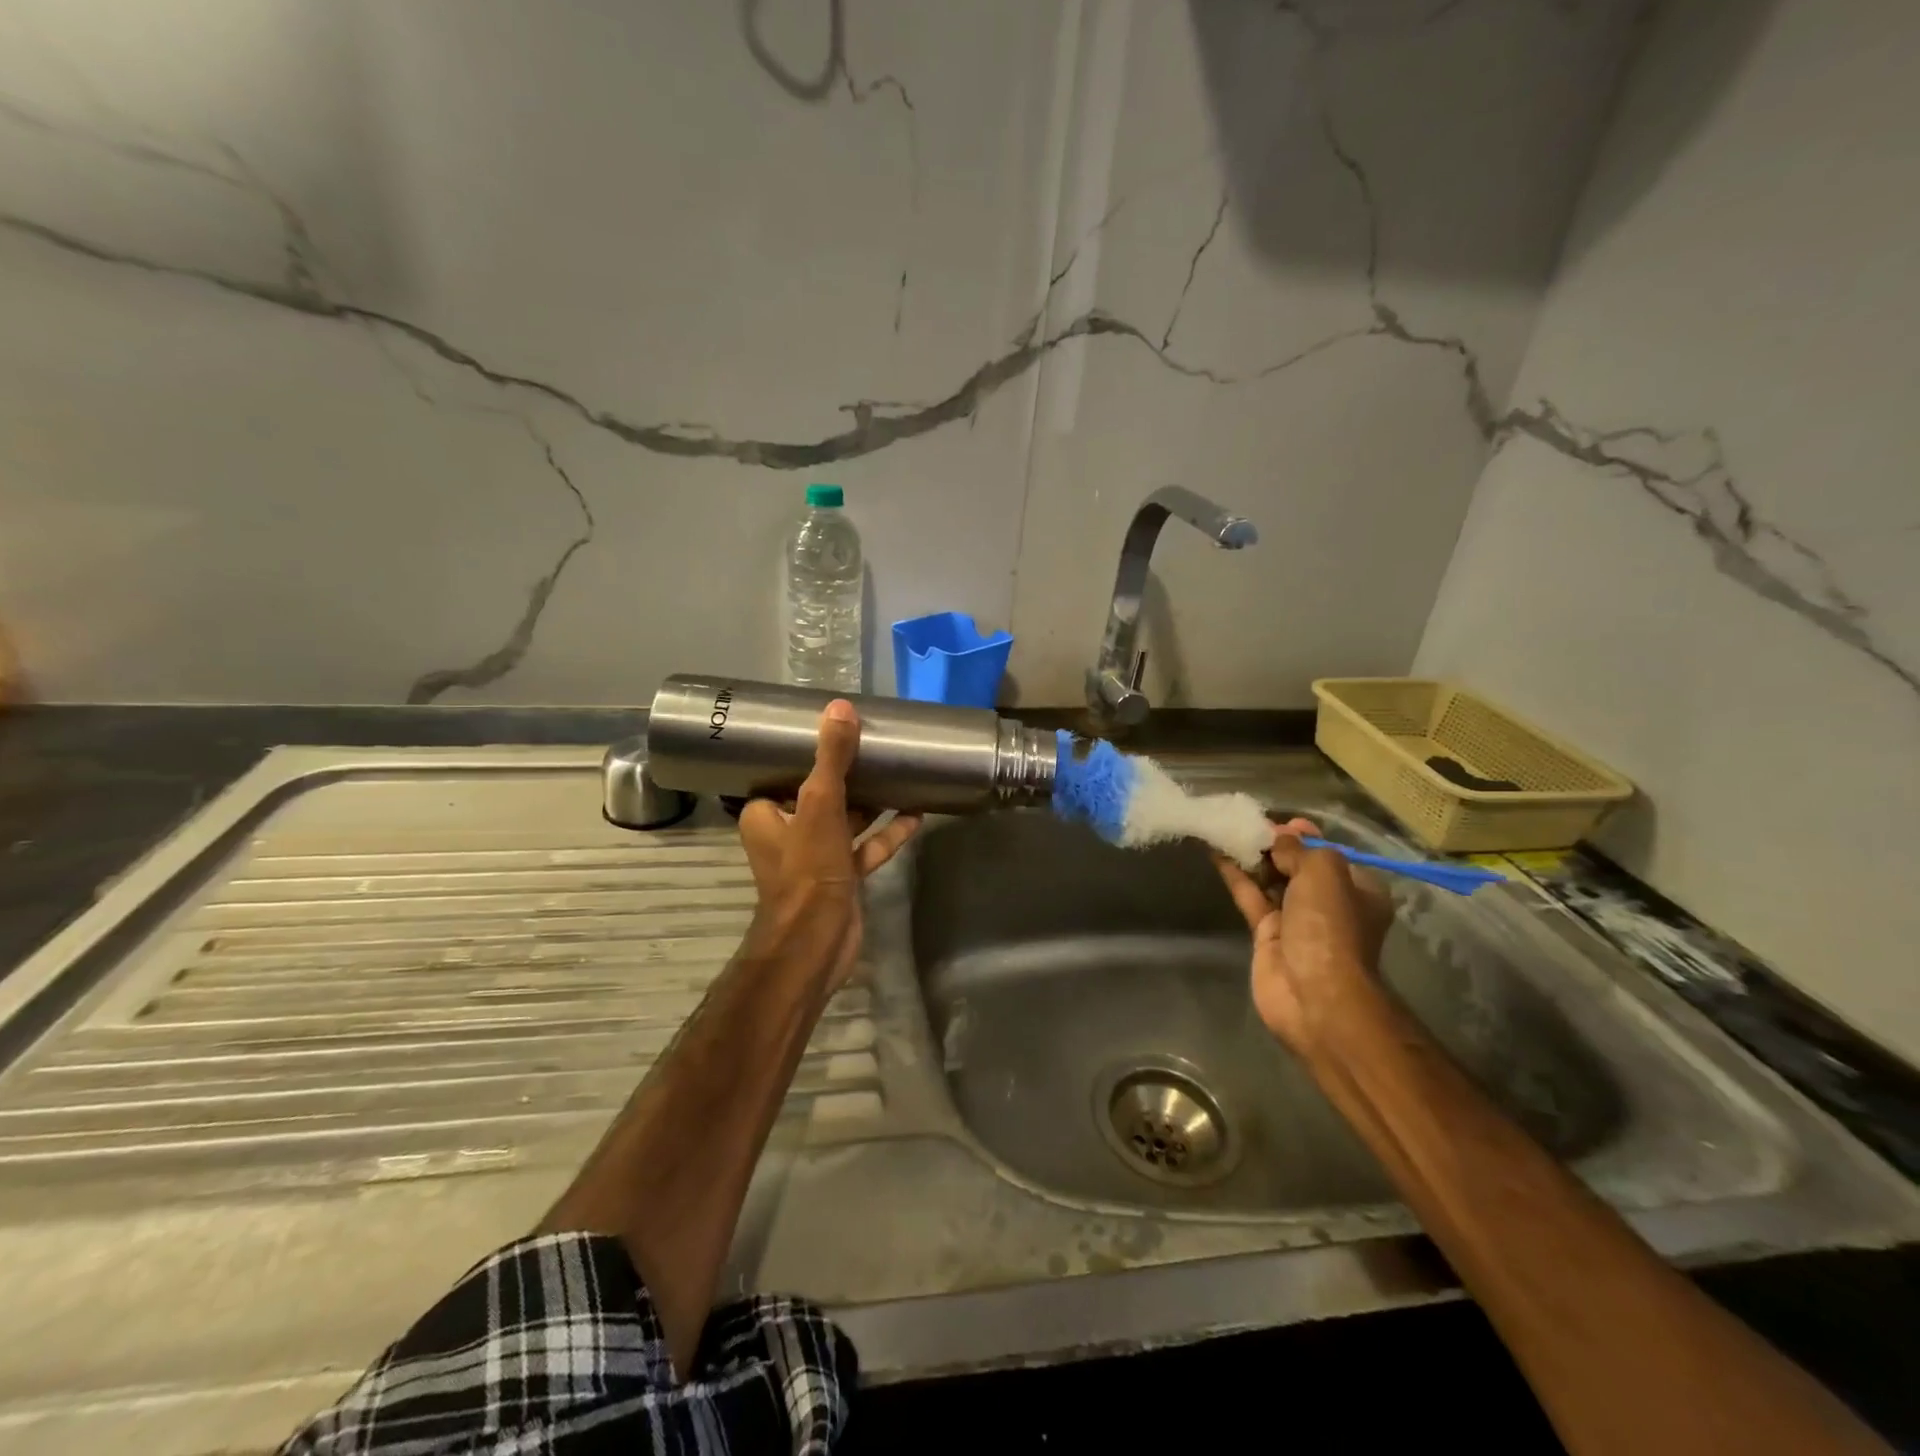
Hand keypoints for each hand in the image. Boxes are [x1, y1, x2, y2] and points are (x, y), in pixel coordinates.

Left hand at [737, 700, 920, 989]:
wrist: (817, 942)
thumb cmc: (808, 869)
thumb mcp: (819, 805)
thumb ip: (831, 758)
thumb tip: (840, 708)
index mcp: (767, 814)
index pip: (783, 773)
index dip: (806, 753)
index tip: (834, 730)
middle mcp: (788, 833)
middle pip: (819, 795)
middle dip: (846, 774)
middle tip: (873, 745)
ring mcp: (817, 857)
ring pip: (845, 820)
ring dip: (870, 802)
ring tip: (898, 774)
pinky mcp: (842, 876)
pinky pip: (866, 847)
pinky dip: (886, 833)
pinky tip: (915, 814)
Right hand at [1215, 818, 1394, 1054]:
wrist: (1314, 994)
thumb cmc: (1329, 926)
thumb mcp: (1323, 872)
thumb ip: (1299, 849)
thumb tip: (1278, 839)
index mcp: (1357, 889)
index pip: (1330, 854)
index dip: (1305, 835)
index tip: (1280, 821)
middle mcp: (1329, 904)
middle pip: (1298, 866)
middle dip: (1275, 845)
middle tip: (1247, 824)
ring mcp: (1297, 921)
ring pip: (1271, 880)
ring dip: (1252, 857)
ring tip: (1227, 830)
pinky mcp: (1267, 935)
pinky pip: (1251, 897)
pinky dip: (1236, 876)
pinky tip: (1217, 854)